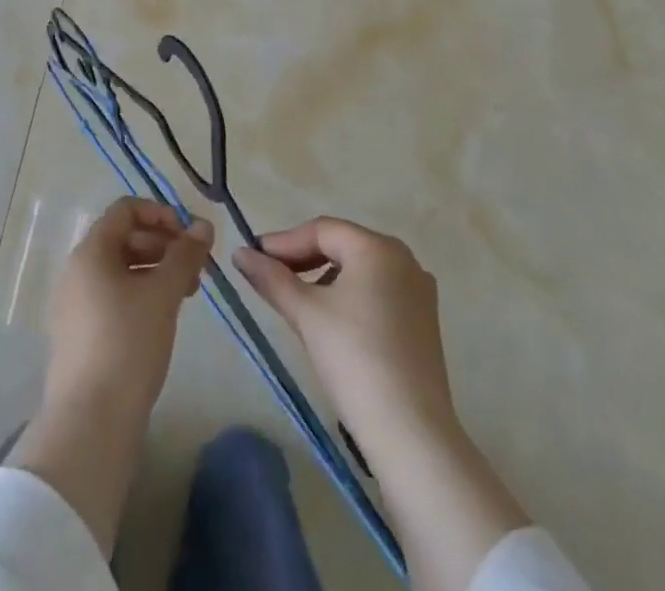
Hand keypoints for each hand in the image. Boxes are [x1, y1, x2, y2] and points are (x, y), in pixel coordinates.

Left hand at [43, 197, 214, 416]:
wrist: (90, 422)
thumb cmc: (128, 343)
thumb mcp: (163, 294)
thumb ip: (185, 255)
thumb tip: (203, 225)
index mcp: (91, 251)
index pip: (126, 210)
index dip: (161, 213)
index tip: (190, 236)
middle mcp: (77, 270)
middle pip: (123, 238)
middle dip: (163, 246)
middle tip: (196, 269)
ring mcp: (75, 304)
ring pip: (120, 270)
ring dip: (155, 272)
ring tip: (186, 295)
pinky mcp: (79, 335)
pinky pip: (112, 297)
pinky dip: (140, 296)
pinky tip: (162, 319)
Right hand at [235, 218, 530, 589]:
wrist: (411, 434)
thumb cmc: (354, 359)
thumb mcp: (305, 313)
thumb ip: (271, 278)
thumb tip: (240, 253)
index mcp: (378, 247)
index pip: (321, 230)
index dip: (283, 242)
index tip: (253, 258)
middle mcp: (404, 260)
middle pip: (342, 246)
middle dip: (303, 259)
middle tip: (270, 278)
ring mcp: (418, 292)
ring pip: (359, 271)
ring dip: (323, 280)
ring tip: (296, 304)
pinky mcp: (424, 323)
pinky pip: (377, 294)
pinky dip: (348, 298)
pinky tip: (330, 324)